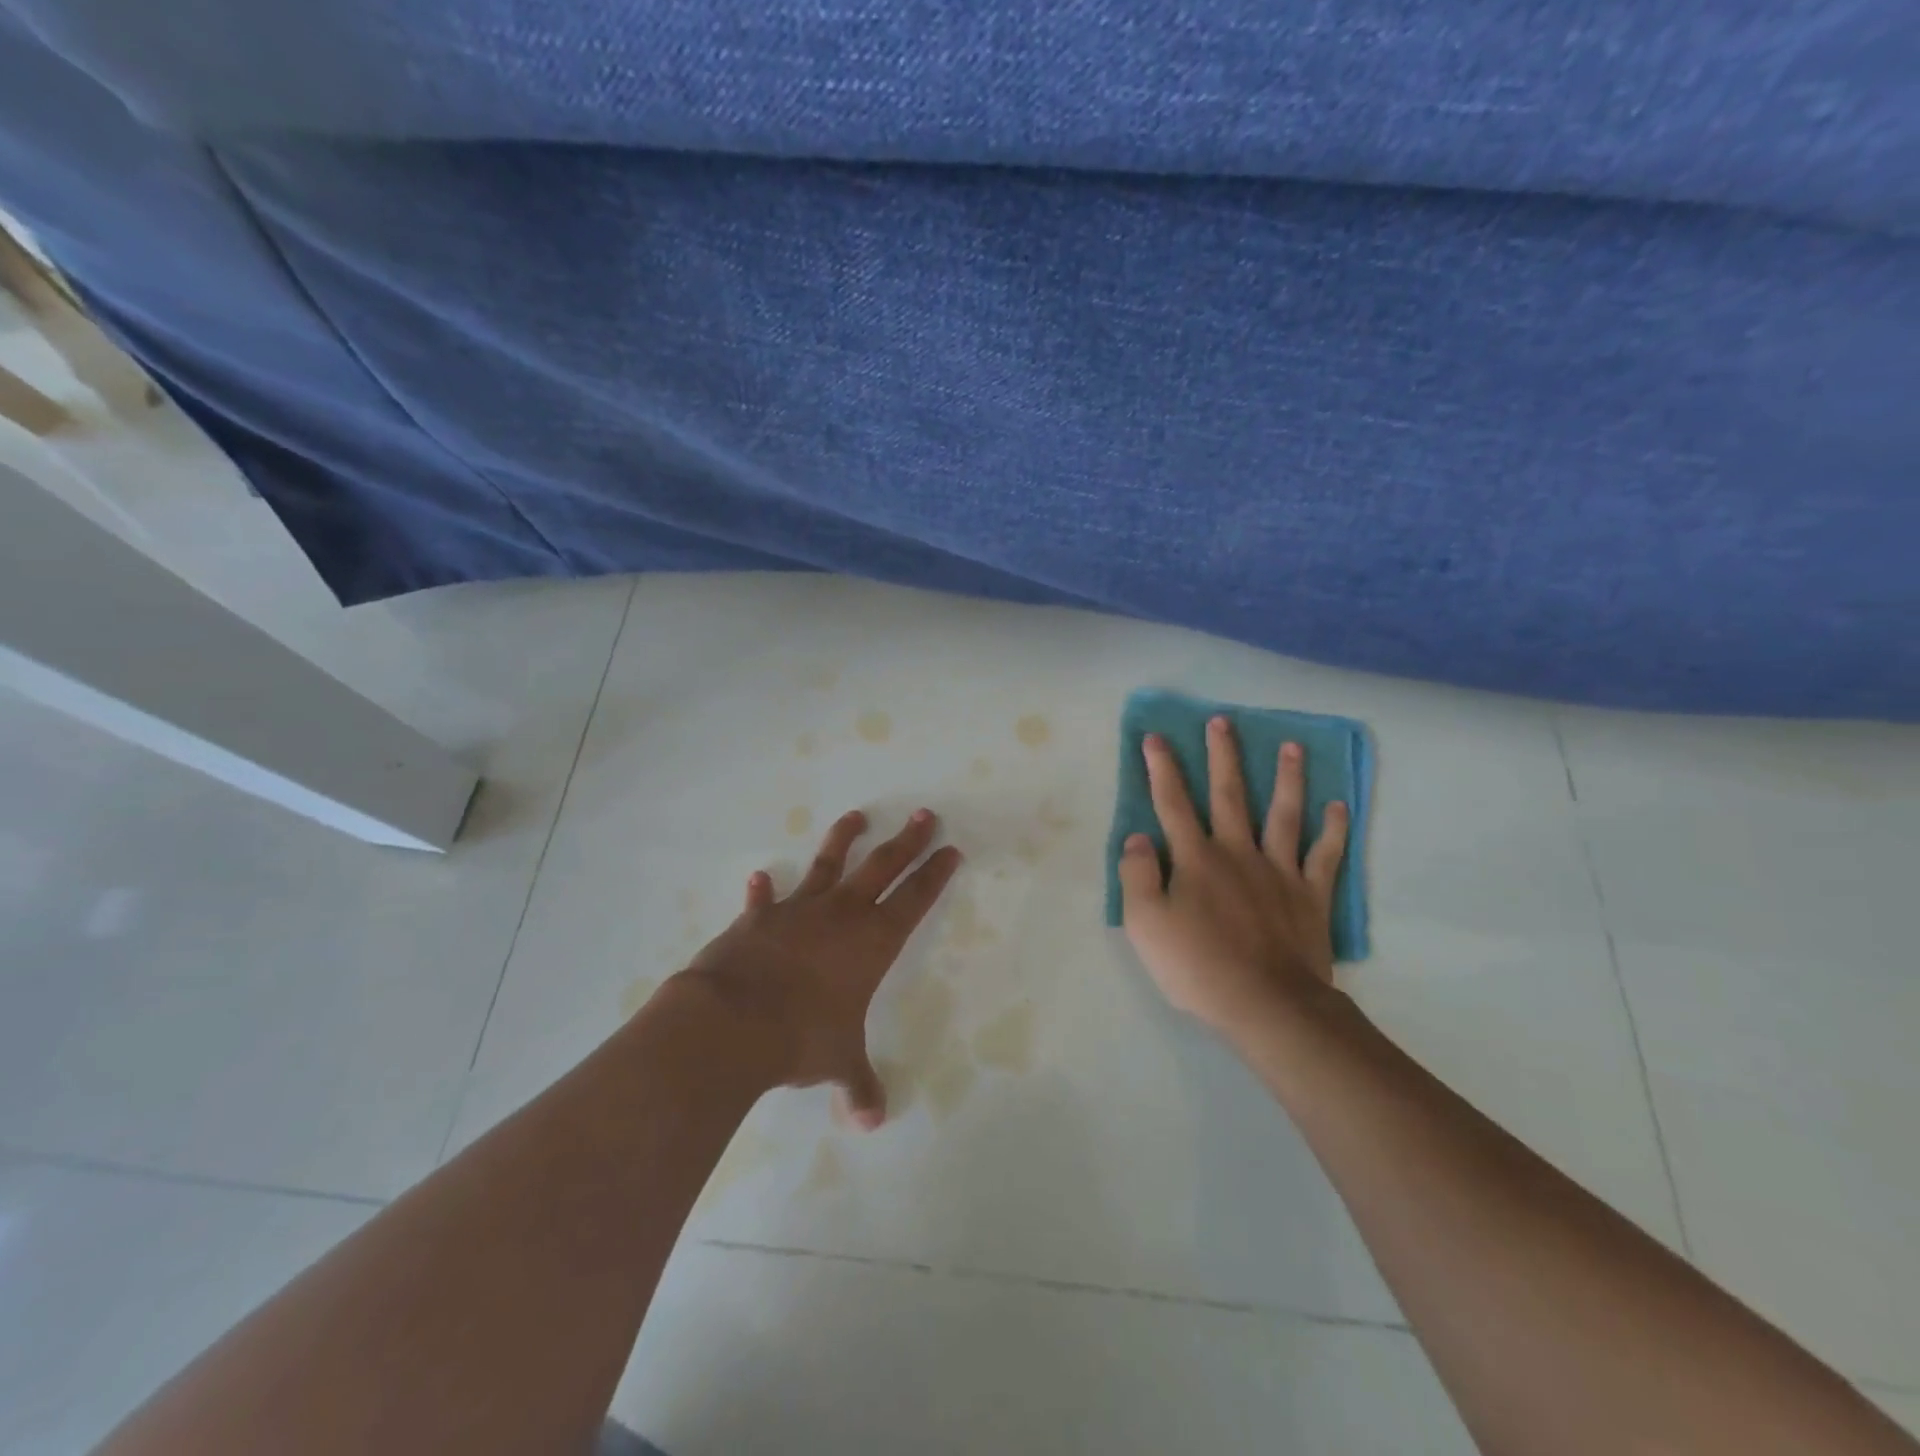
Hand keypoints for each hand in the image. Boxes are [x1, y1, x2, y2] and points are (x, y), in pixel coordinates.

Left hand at [679, 808, 961, 1128]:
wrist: (732, 1022)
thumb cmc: (800, 1038)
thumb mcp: (837, 1063)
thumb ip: (858, 1086)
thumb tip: (872, 1122)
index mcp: (872, 942)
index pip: (915, 899)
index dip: (935, 874)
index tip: (950, 850)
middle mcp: (841, 915)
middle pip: (882, 866)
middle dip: (906, 841)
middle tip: (924, 815)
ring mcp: (798, 911)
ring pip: (828, 864)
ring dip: (843, 840)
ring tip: (855, 816)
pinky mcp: (758, 919)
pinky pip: (764, 899)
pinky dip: (762, 890)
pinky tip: (759, 877)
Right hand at [1118, 718, 1348, 1037]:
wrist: (1266, 1004)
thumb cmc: (1197, 966)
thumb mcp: (1145, 924)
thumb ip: (1136, 875)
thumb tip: (1138, 837)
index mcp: (1195, 859)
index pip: (1172, 803)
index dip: (1162, 769)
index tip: (1156, 737)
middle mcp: (1237, 852)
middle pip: (1229, 795)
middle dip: (1223, 756)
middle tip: (1223, 722)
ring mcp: (1279, 871)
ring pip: (1283, 814)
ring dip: (1286, 778)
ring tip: (1291, 747)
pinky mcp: (1311, 895)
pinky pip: (1325, 855)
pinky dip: (1333, 830)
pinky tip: (1338, 806)